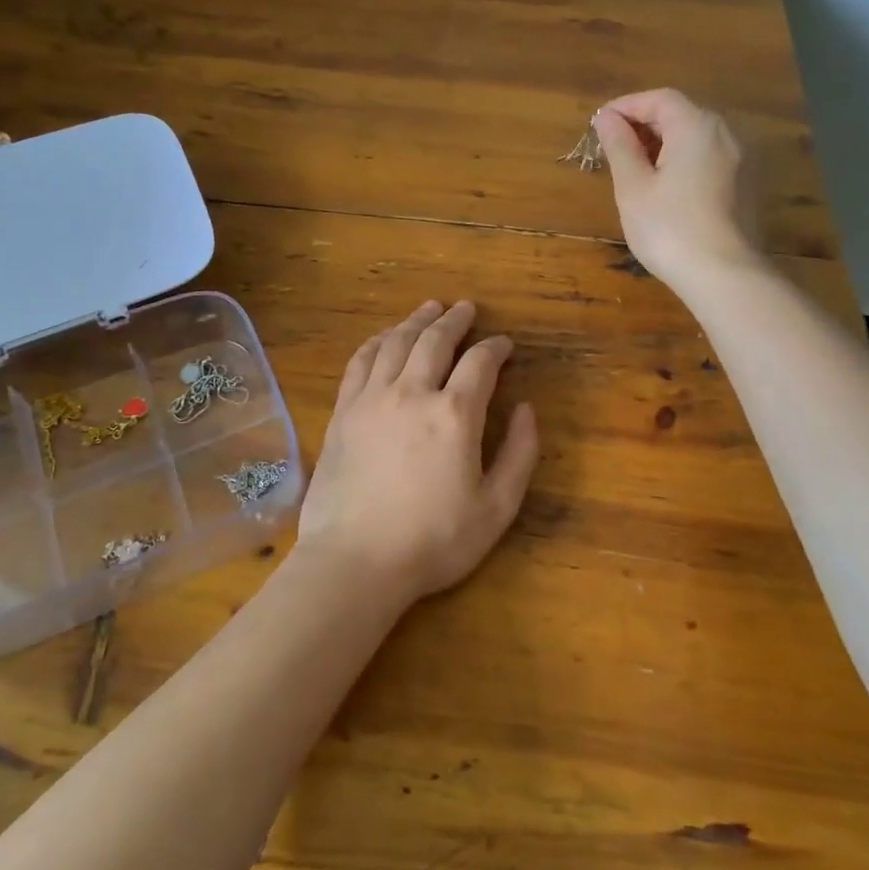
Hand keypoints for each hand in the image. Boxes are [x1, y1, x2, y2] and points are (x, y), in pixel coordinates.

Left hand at [296, 300, 539, 605]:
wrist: (355, 561)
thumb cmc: (433, 541)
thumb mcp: (496, 509)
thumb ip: (520, 454)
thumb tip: (526, 409)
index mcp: (454, 414)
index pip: (480, 363)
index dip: (496, 347)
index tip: (504, 344)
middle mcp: (412, 392)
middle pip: (435, 340)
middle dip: (455, 320)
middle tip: (466, 308)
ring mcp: (371, 398)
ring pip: (396, 343)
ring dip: (416, 321)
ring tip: (430, 308)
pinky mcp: (342, 412)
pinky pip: (361, 361)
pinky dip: (377, 341)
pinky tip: (385, 337)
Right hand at [596, 88, 759, 288]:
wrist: (724, 275)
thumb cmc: (669, 228)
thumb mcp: (633, 187)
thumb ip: (619, 146)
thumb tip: (606, 118)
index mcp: (697, 126)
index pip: (659, 99)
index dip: (627, 106)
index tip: (599, 124)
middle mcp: (726, 133)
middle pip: (681, 114)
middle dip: (645, 124)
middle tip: (613, 147)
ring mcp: (742, 160)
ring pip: (697, 138)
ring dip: (664, 144)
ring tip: (635, 168)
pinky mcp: (746, 186)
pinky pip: (709, 159)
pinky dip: (683, 161)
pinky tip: (665, 188)